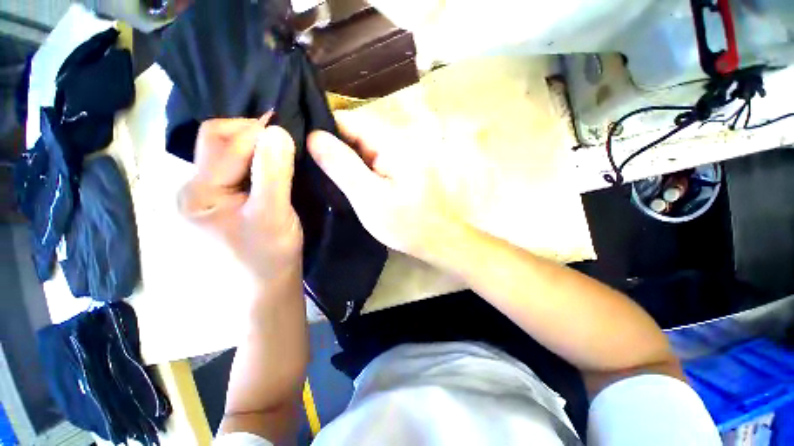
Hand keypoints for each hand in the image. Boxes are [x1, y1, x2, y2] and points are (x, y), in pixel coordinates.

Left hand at [178, 117, 301, 282]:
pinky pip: (236, 168)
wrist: (266, 288)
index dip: (257, 131)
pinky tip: (273, 163)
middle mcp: (194, 188)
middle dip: (251, 133)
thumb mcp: (273, 215)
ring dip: (254, 145)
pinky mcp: (224, 202)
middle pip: (217, 142)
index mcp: (198, 193)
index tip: (288, 125)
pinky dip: (256, 159)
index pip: (224, 144)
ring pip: (228, 154)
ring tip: (281, 147)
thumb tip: (278, 132)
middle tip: (284, 136)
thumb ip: (273, 173)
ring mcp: (208, 195)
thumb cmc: (268, 257)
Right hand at [308, 112, 456, 260]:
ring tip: (318, 170)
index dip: (322, 128)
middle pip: (356, 133)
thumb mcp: (369, 197)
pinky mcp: (400, 169)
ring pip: (362, 148)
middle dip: (331, 145)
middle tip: (305, 161)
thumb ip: (342, 166)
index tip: (298, 143)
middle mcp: (397, 142)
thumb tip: (313, 136)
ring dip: (343, 158)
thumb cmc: (405, 223)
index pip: (349, 121)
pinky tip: (343, 178)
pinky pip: (372, 161)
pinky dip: (357, 167)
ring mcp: (400, 156)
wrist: (438, 240)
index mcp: (391, 143)